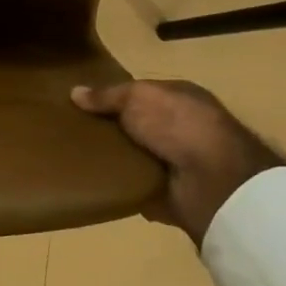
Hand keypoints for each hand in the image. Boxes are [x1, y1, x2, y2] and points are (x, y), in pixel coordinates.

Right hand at [71, 79, 285, 244]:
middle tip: (73, 134)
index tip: (81, 105)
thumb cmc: (178, 125)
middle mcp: (182, 127)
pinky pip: (137, 187)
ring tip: (76, 160)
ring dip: (114, 161)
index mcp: (180, 98)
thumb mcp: (138, 97)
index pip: (141, 93)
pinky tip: (95, 185)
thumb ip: (108, 95)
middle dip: (110, 130)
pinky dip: (121, 188)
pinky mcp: (171, 192)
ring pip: (135, 157)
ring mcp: (178, 161)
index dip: (113, 97)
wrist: (212, 180)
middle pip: (136, 126)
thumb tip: (75, 92)